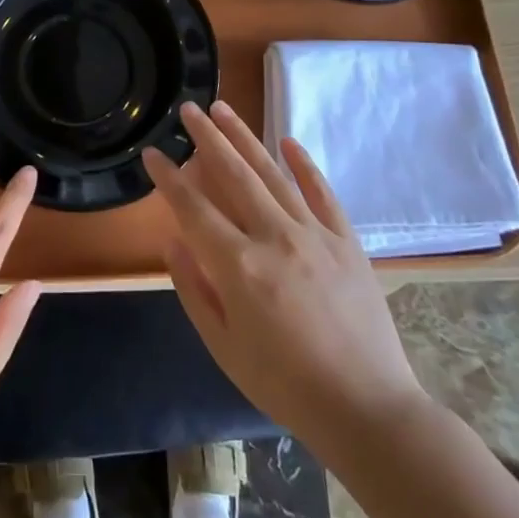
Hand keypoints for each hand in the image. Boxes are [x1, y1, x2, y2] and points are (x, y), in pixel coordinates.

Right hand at [145, 101, 426, 466]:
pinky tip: (287, 141)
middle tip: (189, 108)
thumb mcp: (223, 346)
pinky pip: (322, 193)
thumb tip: (172, 241)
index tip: (152, 153)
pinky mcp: (346, 242)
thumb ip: (194, 289)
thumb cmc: (284, 384)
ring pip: (273, 174)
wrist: (367, 409)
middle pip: (233, 175)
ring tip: (224, 108)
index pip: (193, 208)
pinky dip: (304, 165)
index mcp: (238, 266)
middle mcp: (274, 238)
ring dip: (245, 138)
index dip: (169, 178)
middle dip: (207, 138)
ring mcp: (315, 235)